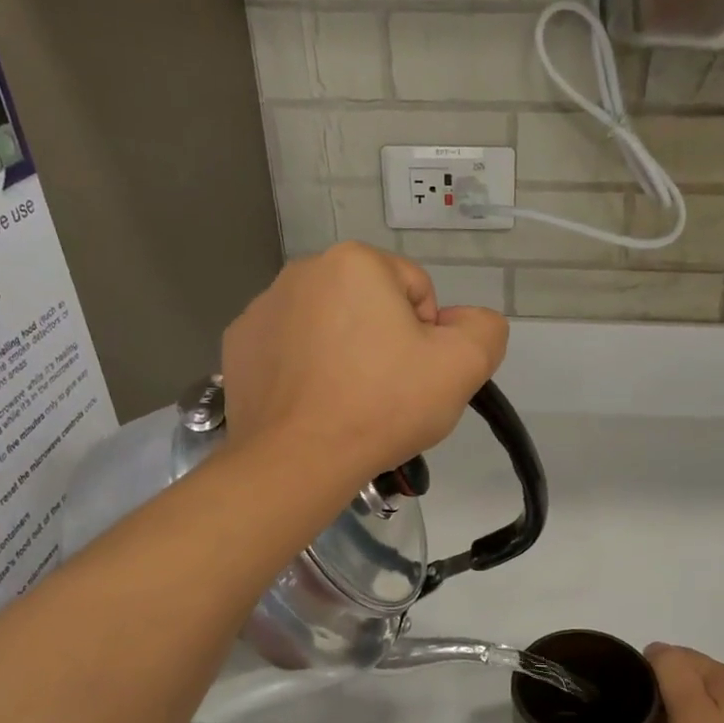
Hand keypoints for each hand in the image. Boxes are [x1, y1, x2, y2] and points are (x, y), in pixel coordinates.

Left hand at [220, 243, 507, 488]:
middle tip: (387, 393)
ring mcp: (262, 308)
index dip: (429, 336)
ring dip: (345, 354)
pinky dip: (306, 370)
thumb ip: (484, 329)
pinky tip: (313, 405)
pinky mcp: (239, 346)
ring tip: (349, 403)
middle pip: (371, 305)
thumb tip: (462, 323)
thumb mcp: (463, 366)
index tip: (416, 375)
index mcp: (355, 262)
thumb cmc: (383, 405)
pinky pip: (291, 349)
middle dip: (385, 341)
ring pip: (329, 326)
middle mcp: (302, 271)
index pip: (418, 291)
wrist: (298, 460)